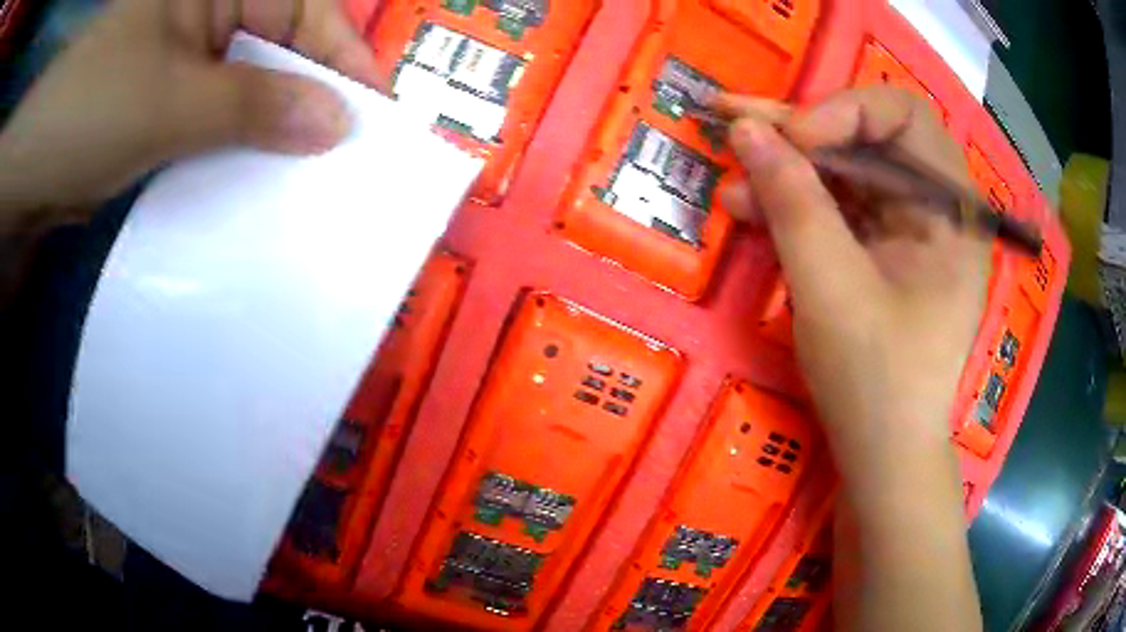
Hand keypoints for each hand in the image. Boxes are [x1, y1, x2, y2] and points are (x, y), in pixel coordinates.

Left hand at [0, 0, 383, 213]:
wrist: (31, 164)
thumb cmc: (93, 114)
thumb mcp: (172, 105)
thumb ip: (253, 105)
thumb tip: (338, 121)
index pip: (305, 13)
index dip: (343, 59)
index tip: (373, 117)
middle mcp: (212, 14)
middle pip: (280, 48)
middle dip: (305, 99)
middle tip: (339, 159)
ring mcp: (185, 55)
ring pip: (247, 85)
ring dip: (268, 128)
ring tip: (299, 181)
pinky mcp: (168, 96)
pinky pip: (215, 113)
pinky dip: (231, 143)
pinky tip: (246, 179)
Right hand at [719, 87, 987, 488]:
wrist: (882, 455)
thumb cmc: (876, 382)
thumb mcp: (832, 289)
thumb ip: (793, 202)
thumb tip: (746, 128)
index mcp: (952, 210)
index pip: (904, 117)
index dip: (846, 112)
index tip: (795, 140)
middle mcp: (934, 208)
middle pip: (867, 139)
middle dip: (799, 132)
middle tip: (732, 119)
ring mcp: (906, 230)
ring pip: (844, 173)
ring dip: (786, 170)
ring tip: (729, 176)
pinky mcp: (879, 252)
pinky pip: (837, 210)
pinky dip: (793, 206)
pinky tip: (748, 207)